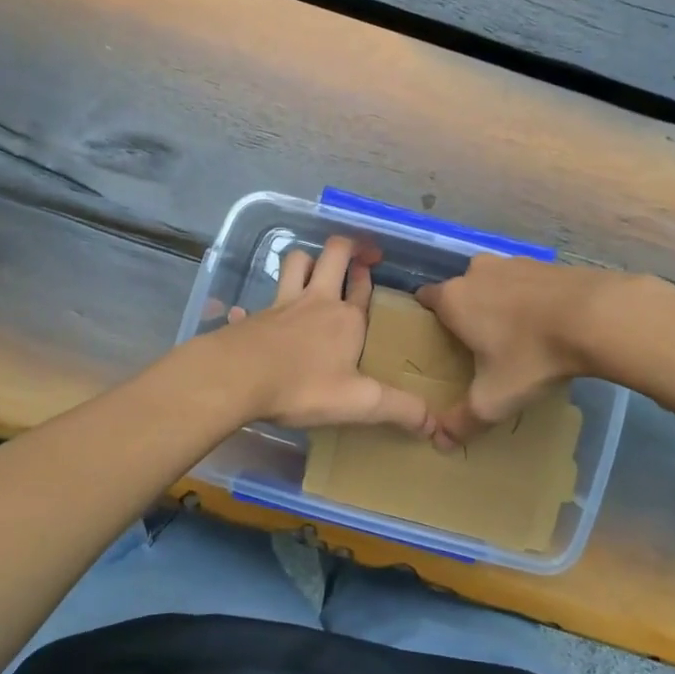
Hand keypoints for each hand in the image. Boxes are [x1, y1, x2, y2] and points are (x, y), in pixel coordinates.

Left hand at [221, 236, 438, 438]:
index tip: (374, 268)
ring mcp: (283, 305)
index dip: (368, 275)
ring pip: (296, 262)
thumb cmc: (303, 386)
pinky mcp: (256, 316)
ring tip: (314, 269)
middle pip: (333, 255)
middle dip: (346, 247)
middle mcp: (317, 302)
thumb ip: (400, 409)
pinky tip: (262, 314)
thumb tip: (437, 425)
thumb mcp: (359, 403)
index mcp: (346, 319)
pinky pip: (262, 299)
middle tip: (355, 254)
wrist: (237, 377)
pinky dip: (267, 301)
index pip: (363, 287)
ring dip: (308, 260)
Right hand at [416, 256, 622, 446]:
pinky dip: (529, 299)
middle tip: (480, 347)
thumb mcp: (494, 398)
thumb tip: (438, 442)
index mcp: (454, 298)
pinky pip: (525, 283)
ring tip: (517, 337)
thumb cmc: (531, 355)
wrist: (596, 316)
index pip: (426, 300)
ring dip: (500, 305)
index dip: (429, 319)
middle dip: (468, 314)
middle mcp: (476, 272)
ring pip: (494, 284)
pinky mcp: (545, 264)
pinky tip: (546, 324)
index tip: (440, 343)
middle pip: (462, 292)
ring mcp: (512, 262)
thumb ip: (462, 421)